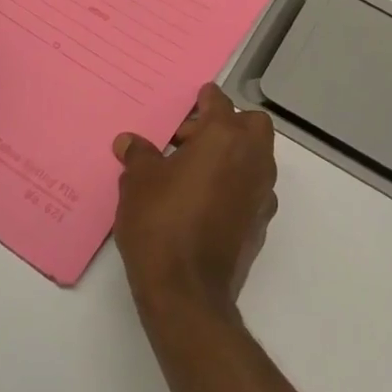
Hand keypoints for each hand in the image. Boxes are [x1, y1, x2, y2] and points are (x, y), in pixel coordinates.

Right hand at [114, 84, 278, 319]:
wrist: (187, 291)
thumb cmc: (161, 223)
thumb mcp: (138, 182)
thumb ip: (138, 155)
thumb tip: (129, 142)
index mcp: (224, 137)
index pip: (219, 102)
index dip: (204, 99)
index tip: (194, 99)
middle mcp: (252, 158)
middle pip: (251, 124)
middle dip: (226, 124)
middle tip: (190, 140)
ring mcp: (263, 191)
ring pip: (257, 156)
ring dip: (233, 154)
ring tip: (194, 171)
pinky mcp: (262, 221)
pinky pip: (253, 188)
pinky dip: (236, 184)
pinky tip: (207, 201)